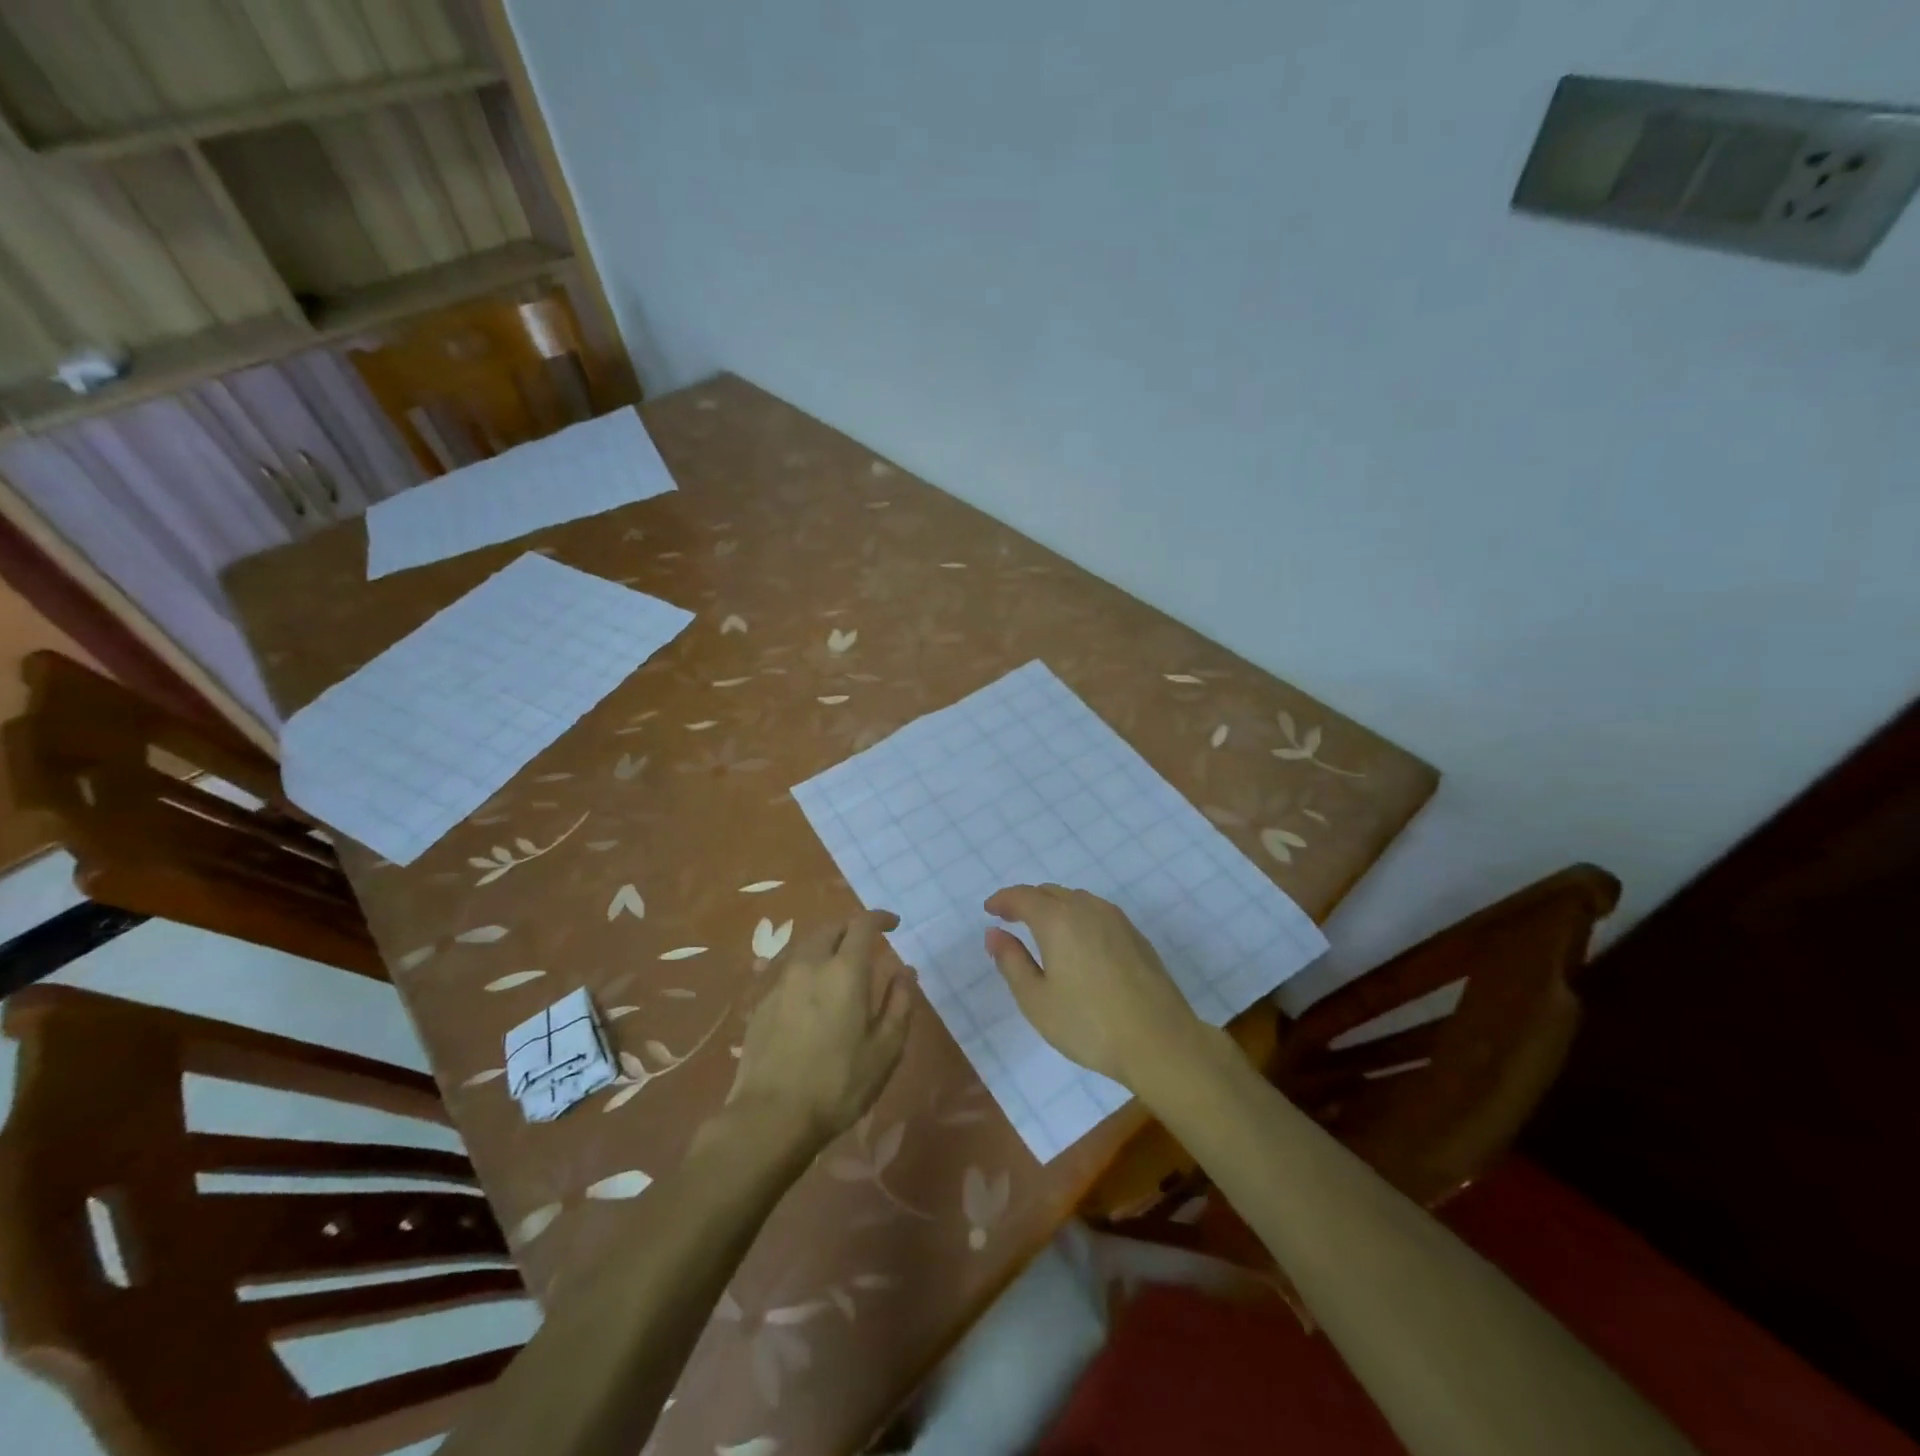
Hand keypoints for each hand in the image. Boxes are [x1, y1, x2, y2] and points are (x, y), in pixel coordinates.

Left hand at [727, 910, 912, 1146]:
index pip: (862, 924)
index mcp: (845, 971)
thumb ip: (899, 1004)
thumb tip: (905, 971)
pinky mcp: (761, 1004)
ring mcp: (780, 983)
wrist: (770, 1117)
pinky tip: (811, 996)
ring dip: (826, 947)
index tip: (894, 924)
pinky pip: (788, 971)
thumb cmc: (838, 1084)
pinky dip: (806, 971)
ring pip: (806, 947)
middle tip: (866, 946)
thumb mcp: (884, 1049)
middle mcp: (810, 965)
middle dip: (850, 929)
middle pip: (830, 929)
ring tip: (839, 968)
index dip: (880, 918)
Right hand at [984, 885, 1204, 1089]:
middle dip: (1026, 901)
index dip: (1002, 900)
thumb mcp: (1036, 1000)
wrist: (1160, 1041)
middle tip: (1010, 918)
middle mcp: (1087, 908)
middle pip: (1050, 892)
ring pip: (1076, 899)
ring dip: (1054, 906)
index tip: (989, 910)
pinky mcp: (1135, 935)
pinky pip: (1096, 912)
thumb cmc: (1089, 1024)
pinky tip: (1077, 942)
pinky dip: (1077, 917)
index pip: (1022, 896)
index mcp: (1057, 920)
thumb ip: (1011, 962)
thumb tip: (994, 934)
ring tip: (1041, 929)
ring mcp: (1116, 919)